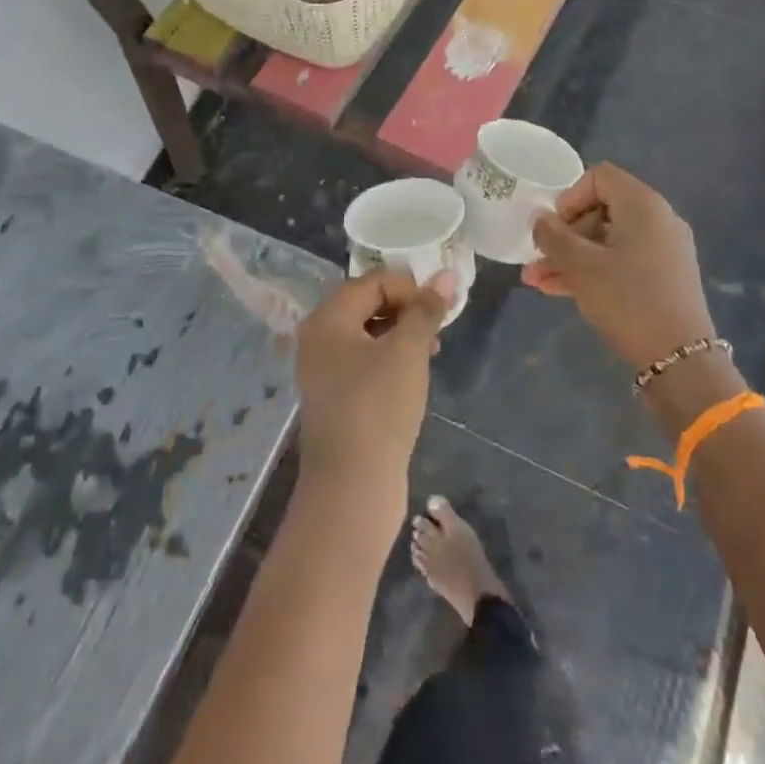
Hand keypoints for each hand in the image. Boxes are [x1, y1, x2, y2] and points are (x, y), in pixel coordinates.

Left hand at [295, 269, 453, 500]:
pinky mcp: (334, 399)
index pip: (372, 281)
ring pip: (366, 335)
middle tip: (437, 329)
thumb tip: (447, 275)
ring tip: (431, 353)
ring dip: (400, 335)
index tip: (439, 309)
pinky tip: (412, 377)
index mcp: (327, 319)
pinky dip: (388, 359)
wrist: (351, 488)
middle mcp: (317, 339)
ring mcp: (322, 371)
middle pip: (366, 304)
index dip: (409, 287)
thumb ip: (426, 310)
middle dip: (406, 310)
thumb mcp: (409, 351)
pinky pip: (362, 362)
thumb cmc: (379, 407)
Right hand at [521, 162, 714, 372]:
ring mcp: (662, 250)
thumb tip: (540, 220)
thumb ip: (554, 237)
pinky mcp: (662, 277)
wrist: (680, 359)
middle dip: (564, 234)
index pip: (599, 177)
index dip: (569, 197)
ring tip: (535, 280)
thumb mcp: (581, 266)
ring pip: (606, 241)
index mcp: (643, 205)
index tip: (553, 227)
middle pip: (601, 210)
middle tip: (537, 258)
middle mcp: (657, 219)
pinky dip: (592, 270)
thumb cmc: (628, 299)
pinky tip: (558, 290)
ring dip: (570, 257)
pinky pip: (620, 261)